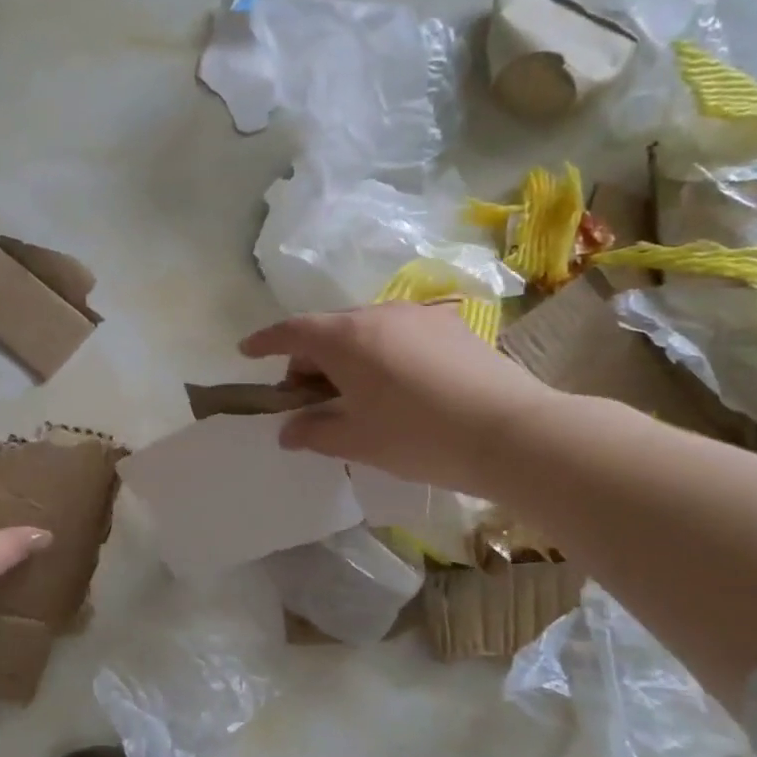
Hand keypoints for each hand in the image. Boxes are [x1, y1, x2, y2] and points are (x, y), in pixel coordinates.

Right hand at [240, 301, 556, 492]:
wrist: (511, 432)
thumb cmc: (418, 437)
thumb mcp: (356, 441)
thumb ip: (313, 432)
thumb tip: (288, 431)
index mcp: (347, 338)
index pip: (292, 332)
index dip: (264, 341)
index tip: (246, 352)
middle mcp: (379, 314)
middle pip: (329, 331)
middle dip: (310, 360)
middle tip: (310, 399)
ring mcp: (420, 316)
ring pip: (366, 331)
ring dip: (348, 357)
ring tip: (356, 395)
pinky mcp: (453, 326)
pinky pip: (401, 334)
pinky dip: (383, 354)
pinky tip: (399, 387)